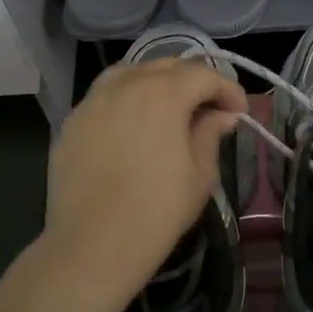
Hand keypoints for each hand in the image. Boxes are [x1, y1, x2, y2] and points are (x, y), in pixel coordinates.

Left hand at [41, 58, 246, 311]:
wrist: (93, 245)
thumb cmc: (157, 212)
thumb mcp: (200, 175)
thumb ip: (210, 134)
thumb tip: (221, 115)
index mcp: (165, 93)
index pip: (204, 75)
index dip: (228, 90)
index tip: (239, 113)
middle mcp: (127, 85)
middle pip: (167, 66)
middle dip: (194, 81)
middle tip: (208, 108)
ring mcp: (94, 100)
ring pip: (131, 72)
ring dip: (156, 82)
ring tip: (168, 107)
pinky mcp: (72, 121)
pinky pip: (104, 95)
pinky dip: (125, 98)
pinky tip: (131, 123)